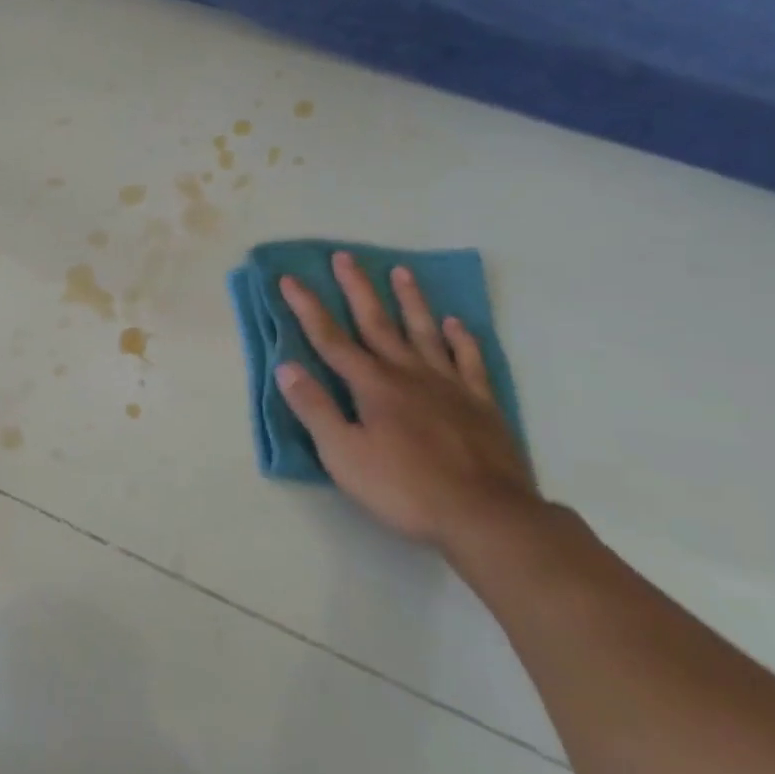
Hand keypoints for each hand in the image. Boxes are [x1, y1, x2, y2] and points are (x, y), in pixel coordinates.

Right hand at [276, 253, 538, 553]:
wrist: (487, 518)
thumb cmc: (405, 488)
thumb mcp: (344, 455)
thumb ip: (315, 409)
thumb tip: (287, 367)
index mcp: (371, 385)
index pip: (330, 338)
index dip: (307, 307)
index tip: (290, 279)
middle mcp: (408, 374)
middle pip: (377, 322)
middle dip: (357, 288)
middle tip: (345, 256)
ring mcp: (448, 386)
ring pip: (424, 332)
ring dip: (410, 301)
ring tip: (402, 272)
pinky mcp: (480, 405)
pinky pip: (469, 361)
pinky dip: (461, 339)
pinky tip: (455, 324)